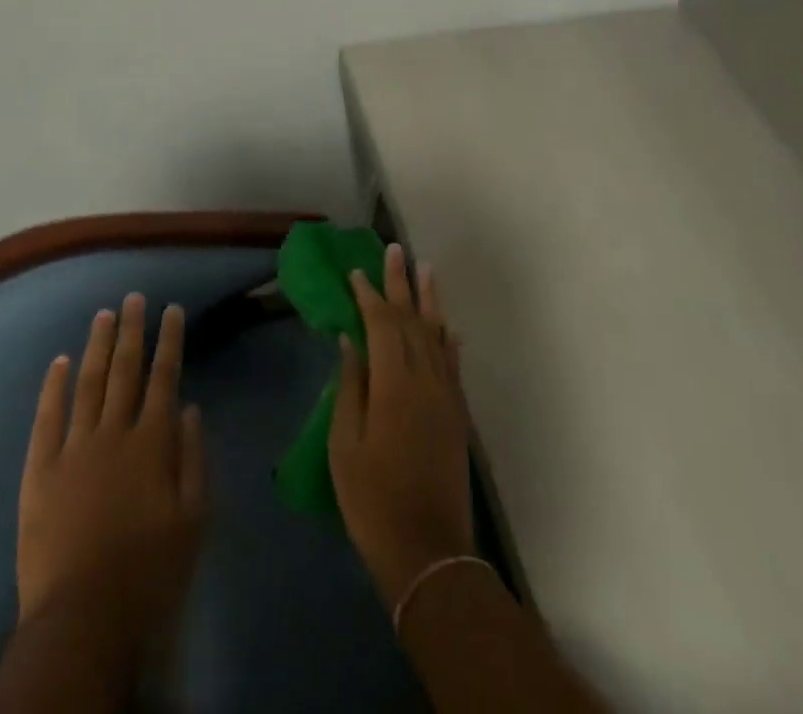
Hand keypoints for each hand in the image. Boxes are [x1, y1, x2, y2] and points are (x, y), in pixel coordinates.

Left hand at [16, 294, 206, 647]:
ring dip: (97, 347)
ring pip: (87, 384)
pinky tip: (57, 361)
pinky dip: (52, 387)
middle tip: (134, 298)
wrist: (82, 618)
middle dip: (132, 330)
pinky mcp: (39, 471)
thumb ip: (193, 459)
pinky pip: (46, 418)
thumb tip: (189, 407)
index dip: (169, 341)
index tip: (171, 309)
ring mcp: (72, 449)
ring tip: (104, 315)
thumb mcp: (193, 521)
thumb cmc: (149, 573)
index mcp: (151, 443)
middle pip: (125, 370)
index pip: (164, 378)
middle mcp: (113, 433)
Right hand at [329, 244, 475, 609]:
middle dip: (401, 284)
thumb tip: (350, 340)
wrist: (428, 552)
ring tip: (426, 269)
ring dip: (430, 301)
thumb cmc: (373, 500)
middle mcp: (425, 380)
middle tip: (395, 250)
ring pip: (437, 335)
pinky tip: (447, 327)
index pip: (381, 325)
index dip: (368, 295)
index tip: (356, 273)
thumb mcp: (345, 445)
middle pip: (412, 320)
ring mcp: (446, 396)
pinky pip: (453, 363)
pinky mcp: (457, 414)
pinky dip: (448, 340)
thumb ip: (350, 387)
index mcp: (393, 384)